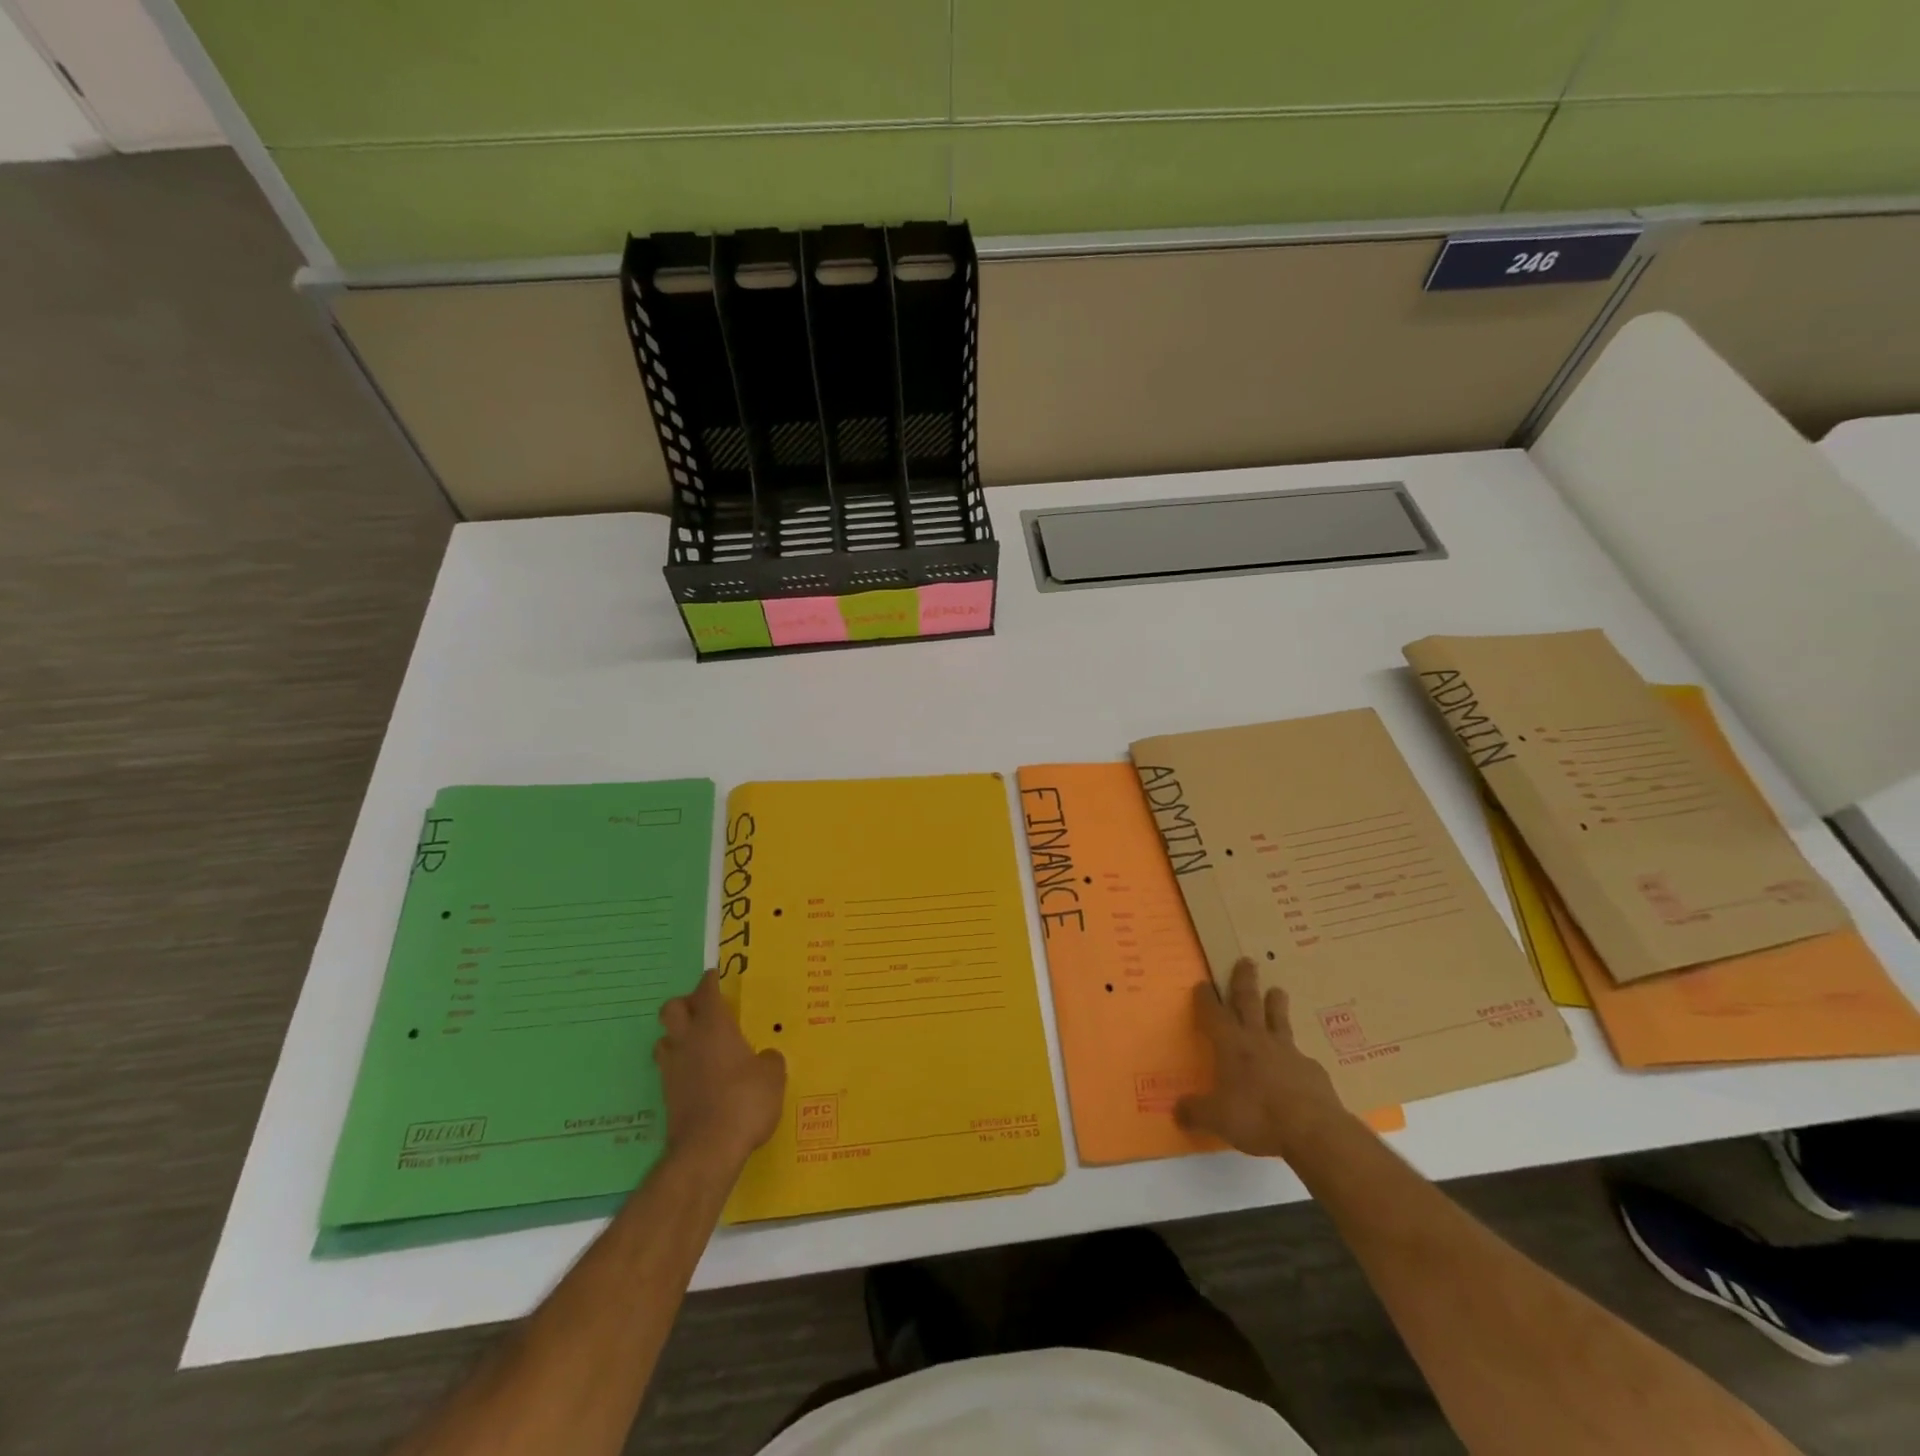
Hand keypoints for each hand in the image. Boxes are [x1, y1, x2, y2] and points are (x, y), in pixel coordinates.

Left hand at [655, 972, 786, 1169]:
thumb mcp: (773, 1077)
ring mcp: (673, 1069)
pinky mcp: (667, 1096)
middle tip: (704, 1009)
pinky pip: (669, 1069)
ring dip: (677, 1036)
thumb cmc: (745, 1101)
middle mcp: (688, 1041)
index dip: (711, 980)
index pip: (706, 991)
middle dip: (685, 1004)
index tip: (716, 976)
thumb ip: (770, 1060)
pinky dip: (680, 1066)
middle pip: (672, 1009)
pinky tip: (697, 1075)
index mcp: (714, 1027)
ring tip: (697, 1043)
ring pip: (664, 1039)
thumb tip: (766, 1057)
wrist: (708, 1150)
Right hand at [1175, 958, 1348, 1159]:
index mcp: (1230, 1045)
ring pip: (1279, 1020)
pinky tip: (1299, 1062)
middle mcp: (1257, 1040)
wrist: (1313, 1130)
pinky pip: (1300, 1056)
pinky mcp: (1312, 1070)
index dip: (1206, 998)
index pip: (1213, 1013)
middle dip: (1244, 981)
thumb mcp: (1217, 1119)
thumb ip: (1195, 1112)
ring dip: (1276, 1004)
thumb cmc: (1256, 1117)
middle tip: (1247, 961)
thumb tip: (1176, 1111)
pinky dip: (1296, 1054)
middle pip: (1249, 1002)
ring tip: (1278, 990)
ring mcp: (1288, 1052)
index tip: (1202, 983)